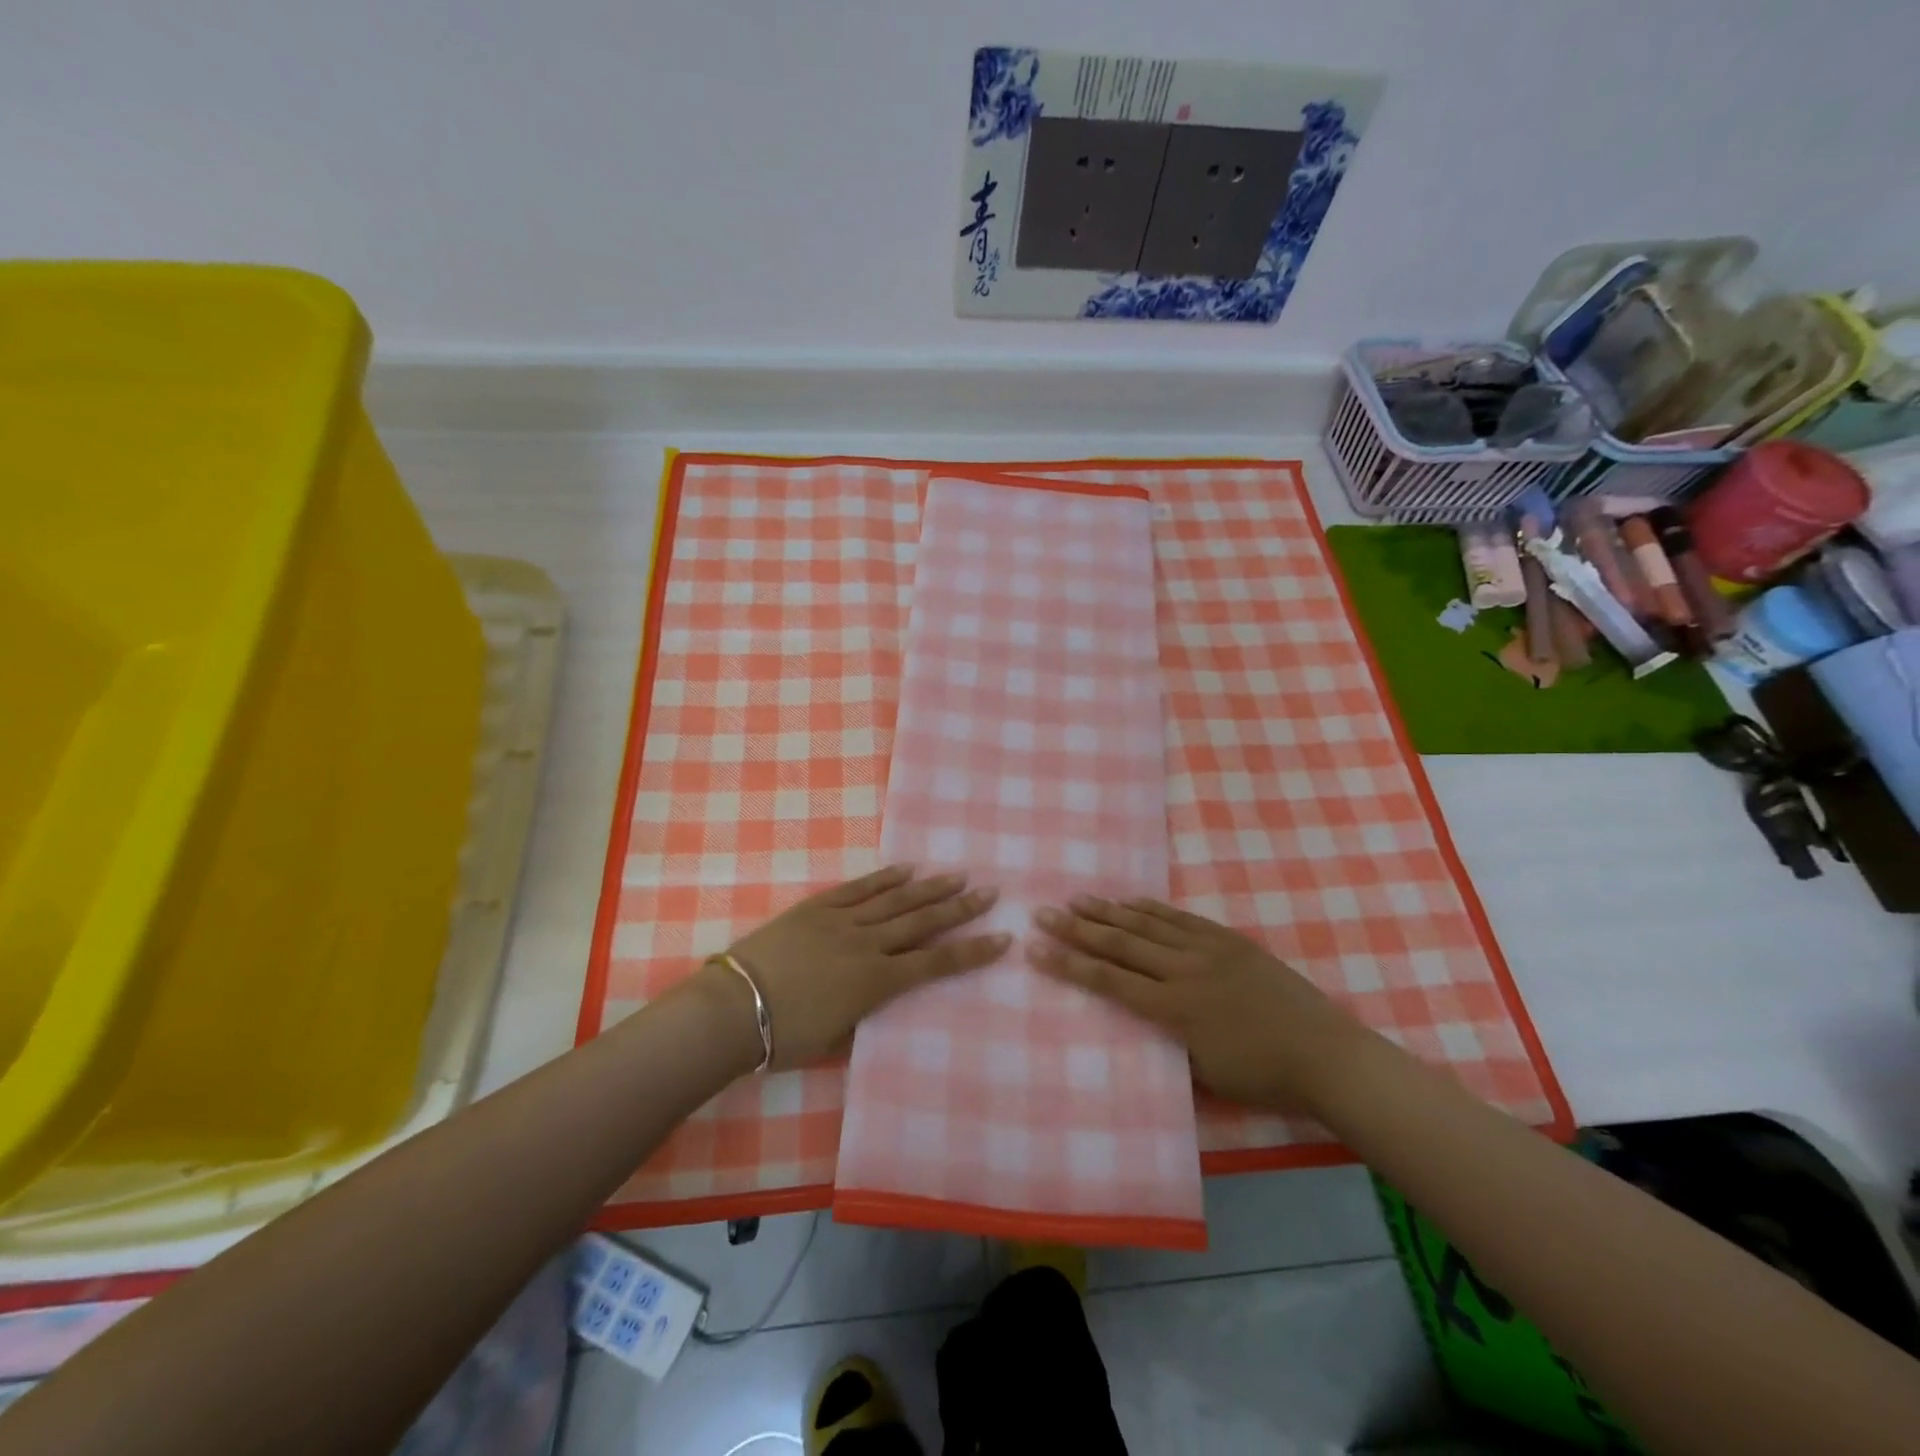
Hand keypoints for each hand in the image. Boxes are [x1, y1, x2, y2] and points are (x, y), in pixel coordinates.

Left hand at [706, 865, 1006, 1069]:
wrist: (734, 1008)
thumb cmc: (785, 1037)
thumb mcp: (837, 1038)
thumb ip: (866, 1012)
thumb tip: (880, 997)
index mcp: (876, 982)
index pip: (936, 963)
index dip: (972, 951)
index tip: (1002, 938)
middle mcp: (868, 945)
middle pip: (923, 922)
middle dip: (960, 908)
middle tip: (991, 892)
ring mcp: (842, 921)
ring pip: (896, 900)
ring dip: (930, 887)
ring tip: (958, 875)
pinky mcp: (818, 908)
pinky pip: (858, 889)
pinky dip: (884, 878)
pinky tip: (905, 869)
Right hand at [1028, 895, 1369, 1113]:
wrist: (1325, 1054)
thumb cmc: (1262, 1076)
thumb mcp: (1204, 1073)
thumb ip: (1166, 1041)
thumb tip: (1140, 1020)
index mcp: (1175, 1008)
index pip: (1109, 981)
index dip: (1070, 964)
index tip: (1036, 949)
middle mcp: (1184, 971)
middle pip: (1120, 943)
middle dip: (1077, 928)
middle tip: (1043, 911)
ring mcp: (1207, 949)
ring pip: (1147, 923)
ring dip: (1108, 911)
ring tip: (1077, 899)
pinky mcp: (1228, 940)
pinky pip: (1180, 918)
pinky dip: (1151, 908)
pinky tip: (1130, 900)